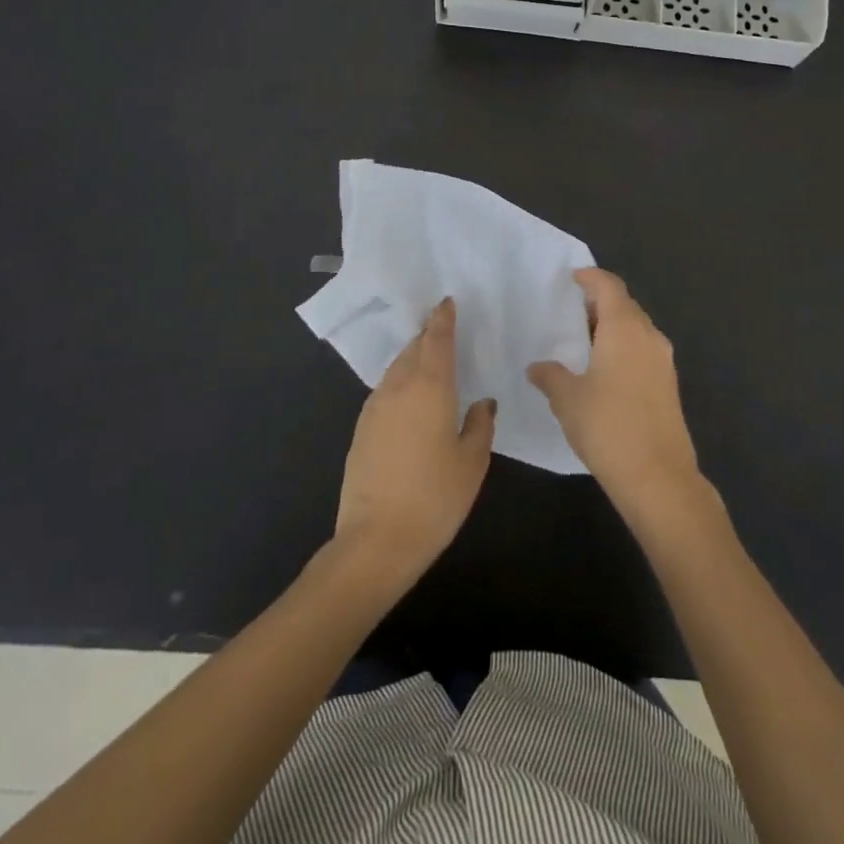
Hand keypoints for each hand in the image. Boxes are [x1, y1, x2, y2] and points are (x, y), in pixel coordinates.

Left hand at [333, 298, 495, 589]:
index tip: (447, 302)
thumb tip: (482, 403)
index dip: (442, 319)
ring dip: (412, 358)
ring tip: (429, 360)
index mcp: (429, 388)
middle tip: (443, 328)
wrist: (376, 541)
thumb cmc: (435, 498)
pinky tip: (410, 397)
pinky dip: (400, 382)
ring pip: (396, 369)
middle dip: (427, 336)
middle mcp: (398, 388)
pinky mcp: (361, 429)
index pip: (436, 341)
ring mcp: (374, 408)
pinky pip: (385, 390)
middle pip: (413, 350)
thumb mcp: (472, 462)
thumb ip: (480, 425)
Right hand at [529, 269, 706, 530]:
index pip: (609, 287)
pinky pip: (643, 350)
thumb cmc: (608, 427)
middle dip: (600, 302)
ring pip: (637, 329)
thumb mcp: (568, 399)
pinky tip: (603, 368)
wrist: (658, 477)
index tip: (573, 277)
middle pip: (626, 305)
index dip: (591, 277)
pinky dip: (623, 347)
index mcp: (624, 328)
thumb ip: (550, 376)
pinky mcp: (668, 385)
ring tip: (584, 339)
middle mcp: (649, 336)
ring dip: (613, 326)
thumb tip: (537, 367)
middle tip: (572, 309)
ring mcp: (663, 361)